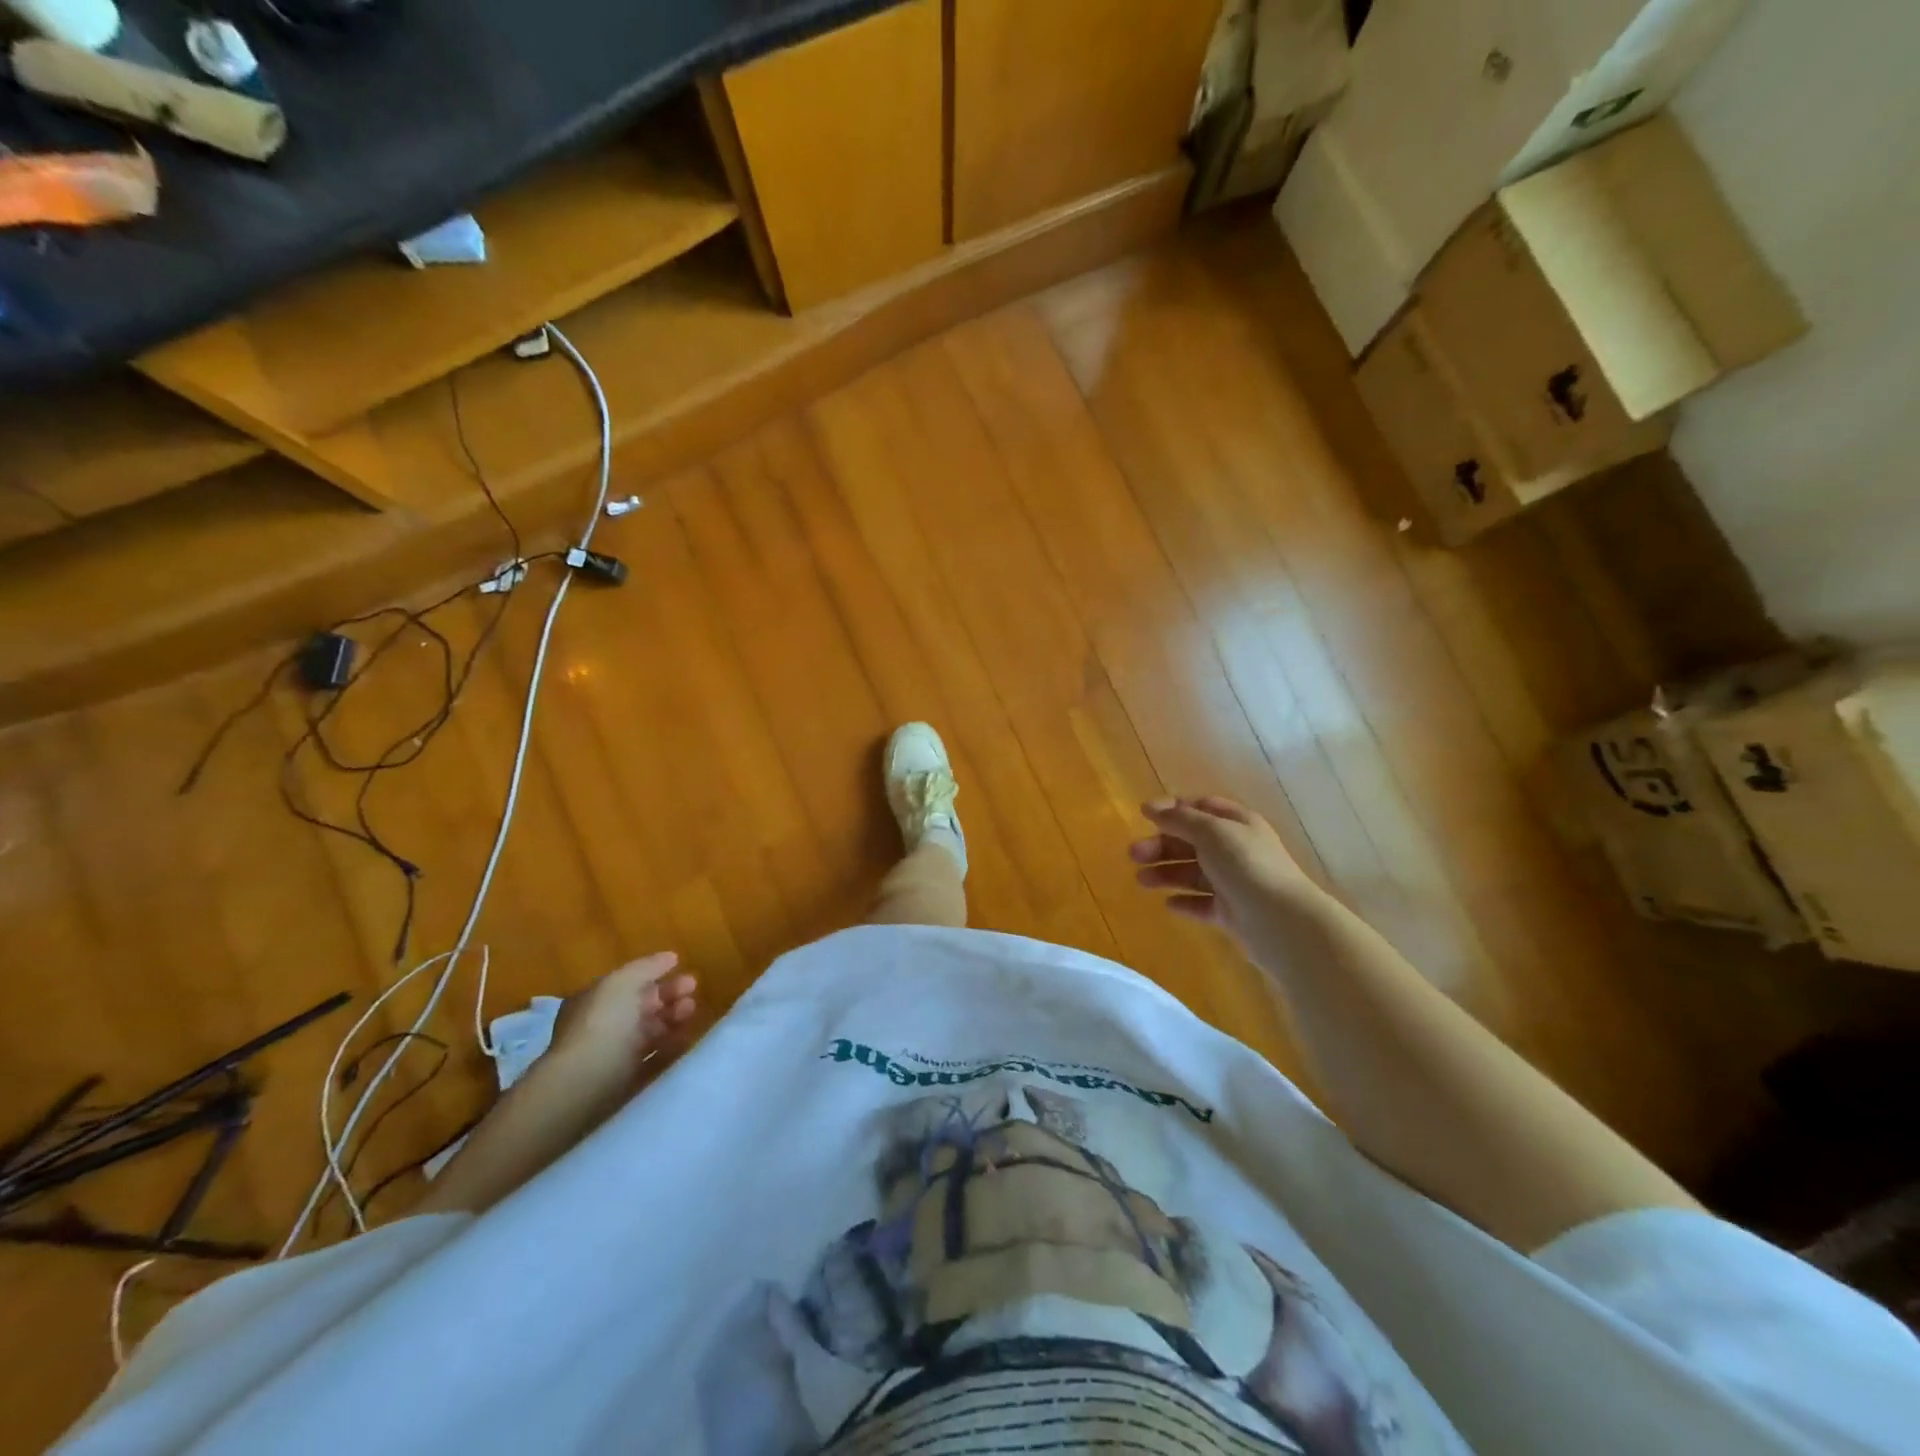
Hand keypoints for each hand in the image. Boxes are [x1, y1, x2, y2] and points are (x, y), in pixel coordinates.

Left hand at [550, 953, 698, 1080]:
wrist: (585, 1082)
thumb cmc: (602, 1023)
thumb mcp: (623, 982)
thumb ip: (648, 967)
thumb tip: (670, 957)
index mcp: (594, 1000)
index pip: (628, 984)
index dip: (655, 975)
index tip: (682, 968)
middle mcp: (601, 1025)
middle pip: (641, 1006)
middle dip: (669, 996)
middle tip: (693, 991)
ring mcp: (613, 1054)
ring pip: (649, 1031)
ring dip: (672, 1019)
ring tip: (693, 1013)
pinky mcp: (625, 1080)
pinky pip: (654, 1058)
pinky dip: (671, 1047)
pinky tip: (687, 1038)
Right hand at [1130, 797, 1315, 949]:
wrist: (1281, 922)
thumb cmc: (1247, 866)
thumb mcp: (1212, 832)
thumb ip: (1180, 819)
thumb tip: (1151, 808)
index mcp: (1237, 823)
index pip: (1201, 807)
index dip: (1172, 809)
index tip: (1143, 815)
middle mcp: (1236, 849)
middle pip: (1192, 841)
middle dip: (1161, 845)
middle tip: (1133, 855)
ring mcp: (1235, 882)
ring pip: (1193, 873)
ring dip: (1166, 873)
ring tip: (1141, 881)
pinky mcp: (1232, 912)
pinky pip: (1202, 903)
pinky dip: (1185, 901)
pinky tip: (1168, 904)